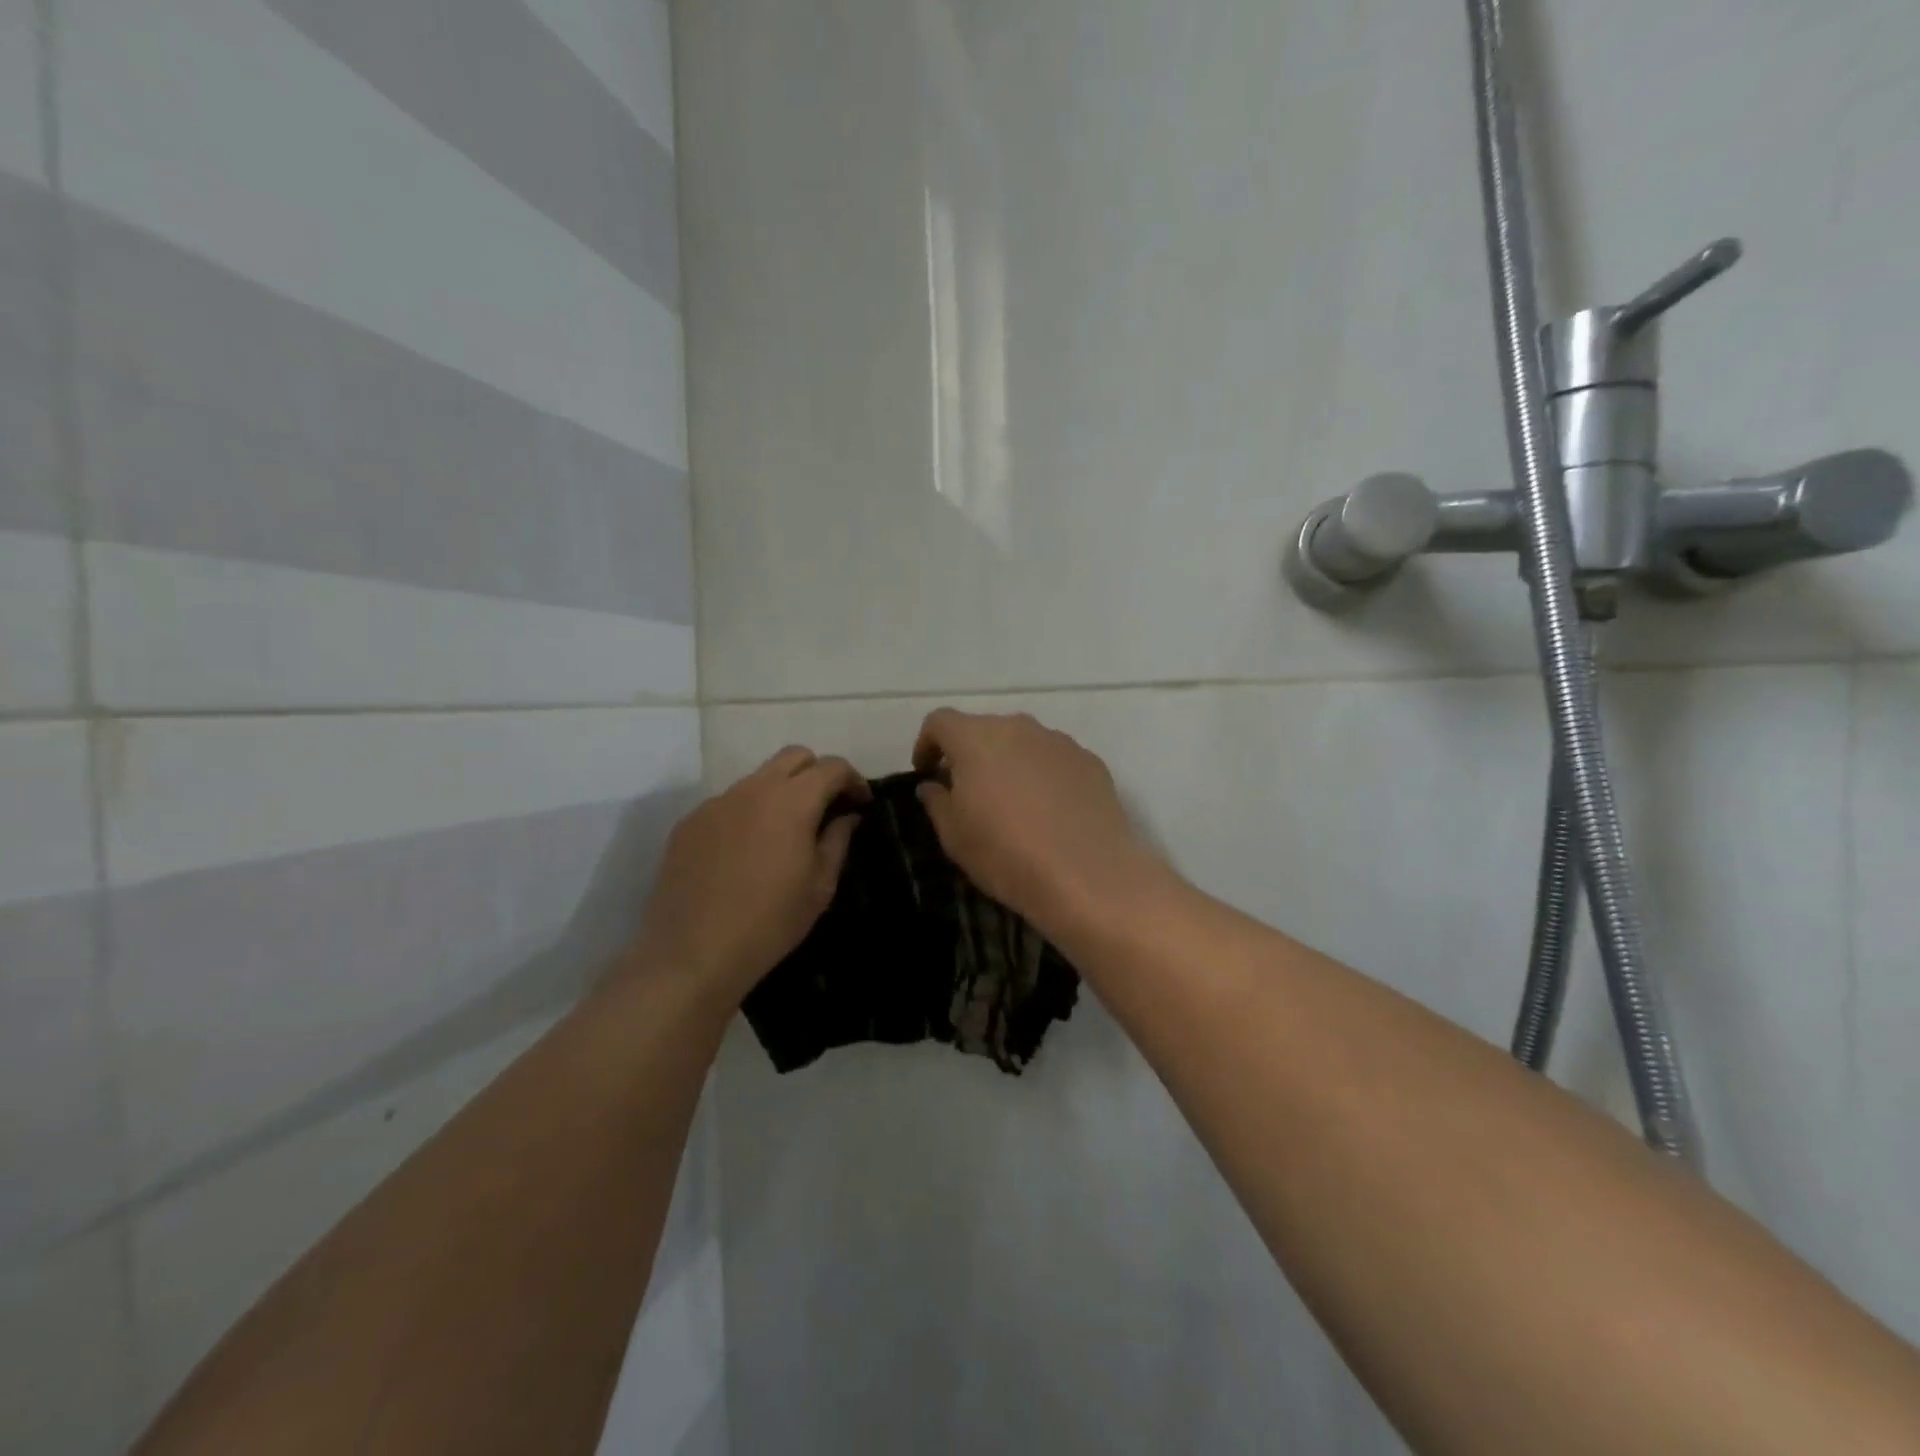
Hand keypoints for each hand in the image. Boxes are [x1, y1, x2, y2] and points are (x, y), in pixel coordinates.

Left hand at [633, 746, 868, 1004]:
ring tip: (785, 831)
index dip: (853, 779)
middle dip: (817, 773)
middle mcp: (753, 789)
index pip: (831, 767)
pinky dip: (748, 812)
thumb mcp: (819, 886)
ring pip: (758, 778)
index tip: (861, 803)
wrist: (692, 953)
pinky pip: (729, 803)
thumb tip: (847, 817)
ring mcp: (716, 803)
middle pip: (793, 756)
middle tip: (827, 806)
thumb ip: (837, 841)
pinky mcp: (690, 822)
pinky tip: (747, 851)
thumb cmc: (770, 922)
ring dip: (781, 792)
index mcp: (792, 802)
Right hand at [912, 709, 1167, 944]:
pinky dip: (1043, 775)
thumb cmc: (1006, 854)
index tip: (926, 772)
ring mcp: (1059, 742)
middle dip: (970, 754)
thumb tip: (933, 785)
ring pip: (1022, 742)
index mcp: (976, 738)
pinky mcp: (1090, 761)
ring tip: (1012, 803)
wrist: (1088, 874)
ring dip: (1009, 763)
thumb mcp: (954, 836)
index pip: (940, 721)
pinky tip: (1049, 812)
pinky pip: (1055, 760)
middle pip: (984, 729)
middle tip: (967, 791)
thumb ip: (937, 802)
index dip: (927, 743)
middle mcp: (1018, 728)